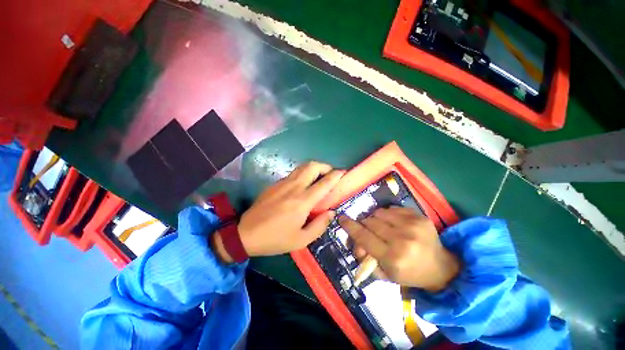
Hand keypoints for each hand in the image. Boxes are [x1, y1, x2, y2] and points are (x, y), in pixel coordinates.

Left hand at [212, 162, 343, 262]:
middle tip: (330, 174)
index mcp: (302, 201)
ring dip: (314, 168)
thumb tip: (331, 212)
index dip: (335, 175)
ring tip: (319, 176)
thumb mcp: (301, 240)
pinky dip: (303, 173)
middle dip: (325, 166)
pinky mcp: (275, 184)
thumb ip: (320, 225)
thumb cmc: (275, 239)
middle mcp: (294, 187)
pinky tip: (303, 184)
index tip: (342, 173)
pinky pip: (293, 173)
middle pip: (312, 166)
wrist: (246, 234)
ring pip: (302, 166)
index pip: (324, 183)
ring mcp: (283, 183)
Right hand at [338, 207, 459, 291]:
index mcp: (393, 257)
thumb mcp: (385, 274)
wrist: (440, 267)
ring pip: (379, 213)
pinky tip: (393, 223)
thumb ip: (366, 258)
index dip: (350, 226)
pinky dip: (388, 215)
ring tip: (381, 227)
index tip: (341, 218)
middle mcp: (402, 239)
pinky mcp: (419, 216)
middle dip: (364, 225)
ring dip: (375, 219)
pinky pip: (392, 209)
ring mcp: (412, 225)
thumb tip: (356, 242)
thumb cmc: (409, 273)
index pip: (364, 237)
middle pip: (370, 222)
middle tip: (366, 229)